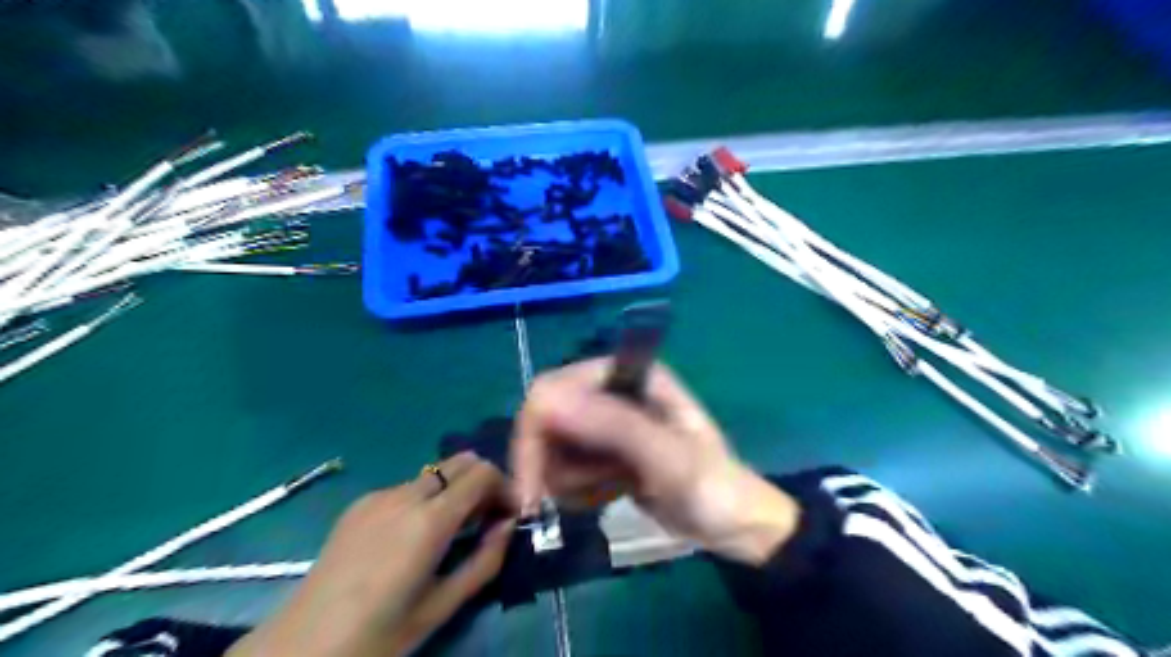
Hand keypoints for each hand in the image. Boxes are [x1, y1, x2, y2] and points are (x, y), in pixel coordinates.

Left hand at [229, 455, 516, 655]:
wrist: (299, 648)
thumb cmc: (379, 634)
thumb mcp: (443, 605)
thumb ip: (486, 559)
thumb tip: (508, 524)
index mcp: (429, 520)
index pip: (483, 473)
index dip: (504, 487)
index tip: (509, 514)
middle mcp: (405, 494)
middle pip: (460, 461)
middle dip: (482, 482)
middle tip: (484, 519)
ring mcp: (378, 495)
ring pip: (434, 473)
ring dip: (454, 490)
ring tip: (451, 529)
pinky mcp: (359, 504)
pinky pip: (407, 487)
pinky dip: (426, 498)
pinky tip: (413, 535)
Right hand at [516, 359, 801, 564]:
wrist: (731, 524)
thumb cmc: (711, 485)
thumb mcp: (668, 457)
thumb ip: (613, 425)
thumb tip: (547, 401)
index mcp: (627, 375)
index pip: (554, 387)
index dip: (535, 431)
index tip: (532, 485)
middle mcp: (610, 390)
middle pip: (545, 417)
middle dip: (547, 463)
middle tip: (553, 505)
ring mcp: (605, 422)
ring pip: (550, 446)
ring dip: (567, 480)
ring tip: (606, 492)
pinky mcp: (603, 450)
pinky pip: (563, 466)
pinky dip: (576, 489)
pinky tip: (607, 496)